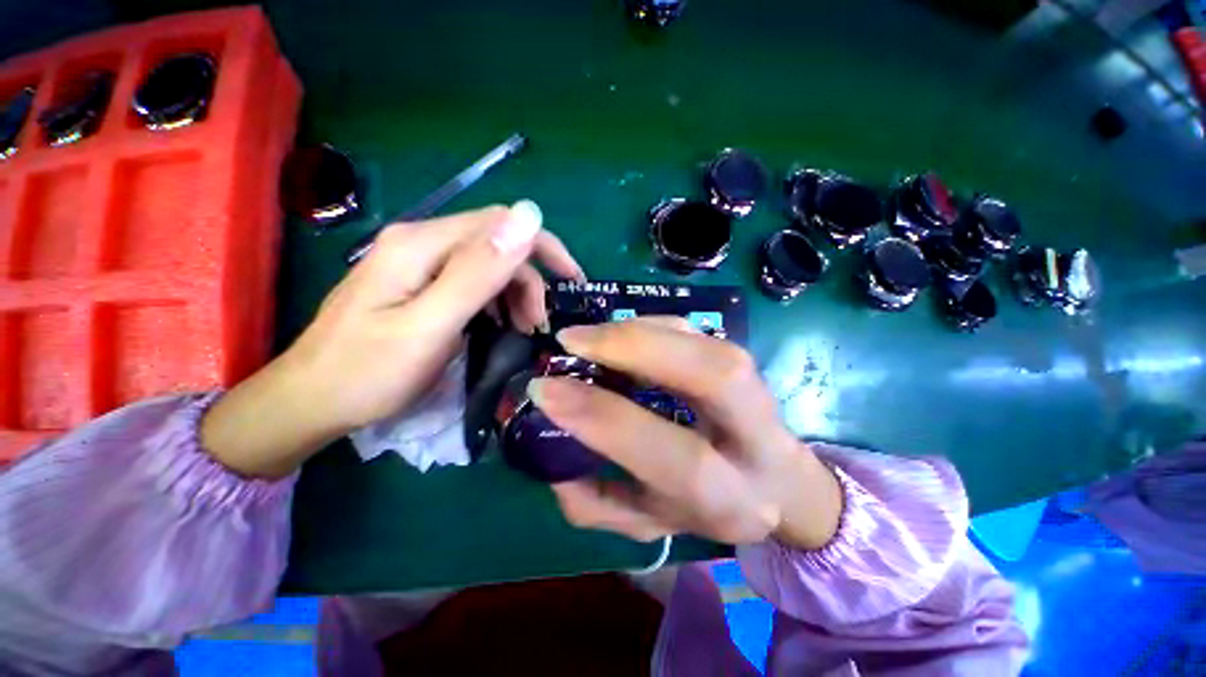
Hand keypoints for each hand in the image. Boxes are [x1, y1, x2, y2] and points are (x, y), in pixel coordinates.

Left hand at [202, 203, 583, 477]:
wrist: (309, 400)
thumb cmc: (369, 371)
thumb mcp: (430, 324)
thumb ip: (479, 271)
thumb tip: (528, 217)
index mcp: (422, 244)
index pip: (502, 224)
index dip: (545, 247)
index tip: (573, 283)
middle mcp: (421, 242)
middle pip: (496, 243)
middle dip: (530, 280)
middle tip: (538, 325)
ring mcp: (418, 262)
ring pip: (488, 262)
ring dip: (516, 292)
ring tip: (524, 329)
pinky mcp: (419, 283)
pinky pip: (473, 280)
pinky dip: (497, 300)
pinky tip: (500, 323)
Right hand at [530, 318, 842, 550]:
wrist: (775, 483)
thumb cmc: (706, 507)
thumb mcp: (647, 523)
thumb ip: (594, 501)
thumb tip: (549, 445)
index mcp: (731, 499)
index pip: (677, 459)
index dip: (606, 419)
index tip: (547, 390)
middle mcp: (758, 441)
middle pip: (713, 377)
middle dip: (634, 348)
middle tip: (572, 340)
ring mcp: (758, 392)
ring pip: (705, 345)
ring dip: (636, 331)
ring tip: (587, 337)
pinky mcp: (744, 360)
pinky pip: (695, 332)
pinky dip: (650, 326)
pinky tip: (618, 334)